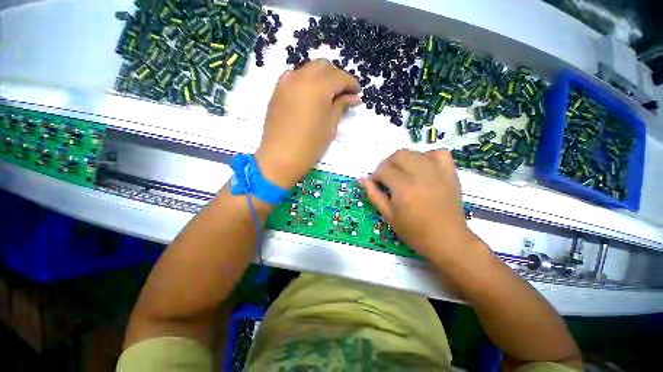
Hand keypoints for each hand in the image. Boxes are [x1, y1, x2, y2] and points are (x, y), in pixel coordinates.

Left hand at [255, 59, 360, 188]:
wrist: (280, 157)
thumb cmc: (310, 145)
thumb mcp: (330, 126)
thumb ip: (341, 106)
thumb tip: (354, 97)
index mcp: (317, 87)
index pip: (339, 77)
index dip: (351, 83)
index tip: (357, 92)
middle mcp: (301, 77)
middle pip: (323, 66)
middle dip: (336, 76)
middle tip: (342, 93)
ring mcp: (286, 82)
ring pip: (308, 69)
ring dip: (321, 77)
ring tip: (326, 94)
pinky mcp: (277, 90)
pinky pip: (295, 77)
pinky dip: (306, 81)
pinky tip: (310, 96)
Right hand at [359, 149, 477, 258]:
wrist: (447, 239)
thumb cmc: (414, 231)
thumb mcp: (388, 215)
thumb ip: (374, 195)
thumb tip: (362, 180)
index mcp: (404, 188)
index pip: (383, 169)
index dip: (375, 175)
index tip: (376, 184)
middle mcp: (420, 175)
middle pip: (399, 155)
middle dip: (388, 164)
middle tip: (387, 178)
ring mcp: (437, 172)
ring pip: (415, 152)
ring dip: (404, 160)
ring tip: (403, 173)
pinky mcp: (450, 173)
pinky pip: (439, 153)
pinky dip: (428, 157)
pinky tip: (423, 167)